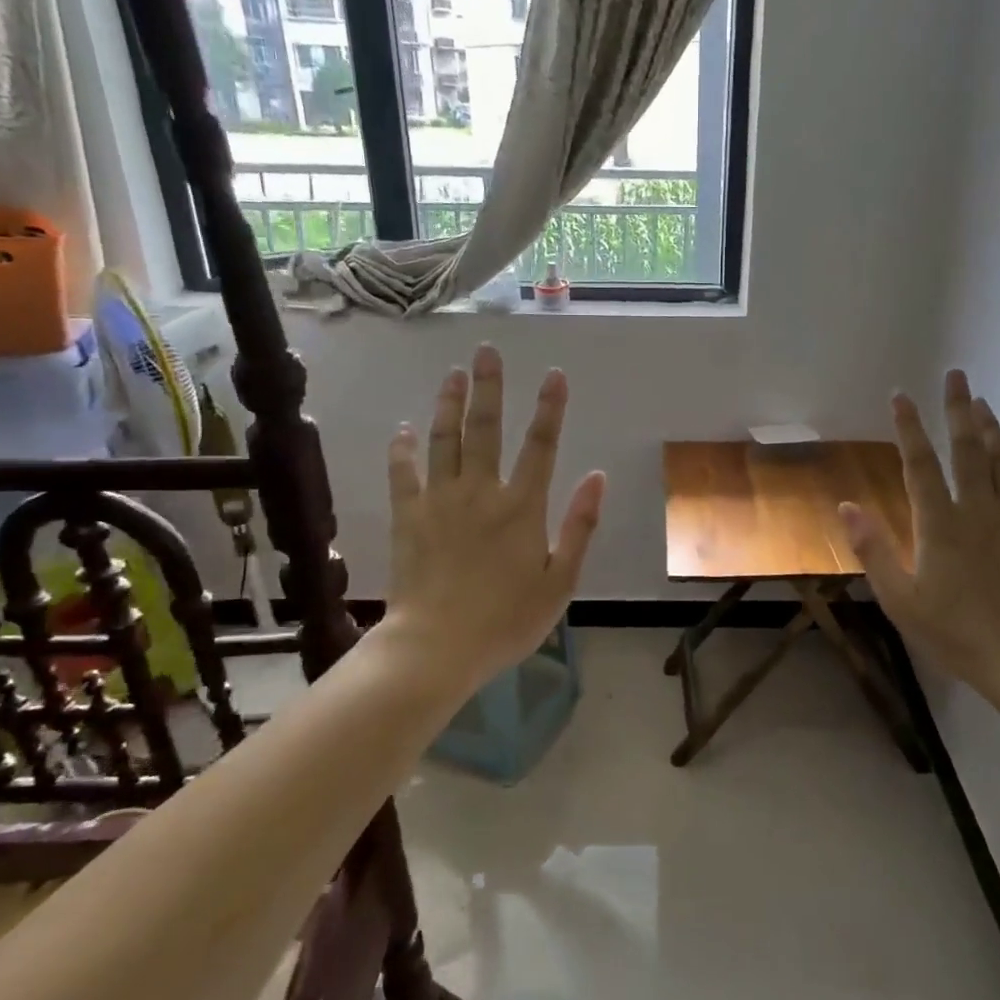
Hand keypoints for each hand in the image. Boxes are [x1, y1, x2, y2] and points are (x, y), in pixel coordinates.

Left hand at [382, 345, 604, 688]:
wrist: (437, 648)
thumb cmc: (507, 620)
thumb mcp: (561, 581)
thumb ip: (580, 526)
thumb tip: (597, 476)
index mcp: (522, 508)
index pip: (541, 445)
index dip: (550, 408)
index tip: (554, 374)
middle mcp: (481, 492)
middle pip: (485, 429)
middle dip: (489, 387)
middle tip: (486, 351)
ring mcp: (440, 501)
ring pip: (444, 440)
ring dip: (448, 404)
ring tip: (453, 374)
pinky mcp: (409, 517)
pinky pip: (404, 474)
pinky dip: (403, 450)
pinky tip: (403, 429)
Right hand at [840, 370, 999, 698]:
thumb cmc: (957, 633)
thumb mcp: (901, 600)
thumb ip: (874, 550)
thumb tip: (847, 506)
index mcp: (940, 524)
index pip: (920, 464)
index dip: (909, 428)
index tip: (901, 396)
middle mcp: (978, 509)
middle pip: (967, 448)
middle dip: (957, 409)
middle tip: (956, 375)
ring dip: (990, 426)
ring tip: (981, 401)